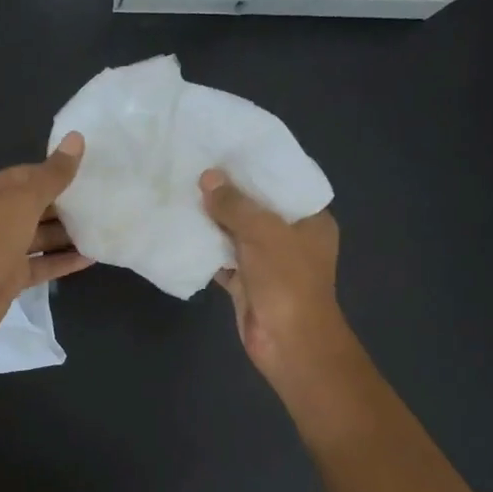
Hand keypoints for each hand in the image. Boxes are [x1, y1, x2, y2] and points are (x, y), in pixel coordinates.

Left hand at [0, 134, 93, 347]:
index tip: (90, 172)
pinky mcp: (12, 276)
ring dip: (68, 234)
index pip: (28, 175)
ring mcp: (3, 249)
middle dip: (66, 205)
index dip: (56, 172)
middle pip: (36, 206)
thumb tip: (76, 138)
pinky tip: (92, 257)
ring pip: (40, 236)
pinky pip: (42, 264)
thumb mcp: (23, 201)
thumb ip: (53, 175)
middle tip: (104, 200)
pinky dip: (63, 261)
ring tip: (103, 227)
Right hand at [200, 170, 348, 383]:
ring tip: (182, 192)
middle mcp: (291, 238)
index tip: (226, 148)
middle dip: (229, 193)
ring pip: (237, 234)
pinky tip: (182, 231)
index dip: (256, 167)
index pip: (284, 183)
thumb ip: (235, 205)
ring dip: (214, 221)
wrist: (289, 343)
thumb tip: (207, 177)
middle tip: (195, 166)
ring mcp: (268, 262)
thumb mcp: (263, 233)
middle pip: (257, 208)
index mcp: (310, 220)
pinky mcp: (247, 283)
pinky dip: (206, 250)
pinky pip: (224, 260)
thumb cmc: (288, 281)